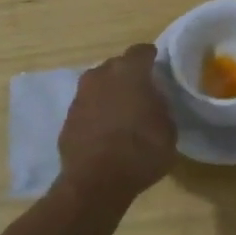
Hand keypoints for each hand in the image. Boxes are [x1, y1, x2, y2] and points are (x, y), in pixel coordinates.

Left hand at [58, 45, 176, 199]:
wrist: (95, 182)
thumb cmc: (141, 151)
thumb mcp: (168, 129)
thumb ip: (161, 107)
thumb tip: (153, 102)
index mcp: (130, 72)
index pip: (142, 51)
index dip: (152, 58)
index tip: (159, 68)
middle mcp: (101, 76)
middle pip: (117, 65)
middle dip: (129, 75)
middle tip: (142, 92)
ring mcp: (80, 96)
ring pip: (99, 85)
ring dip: (110, 93)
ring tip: (123, 112)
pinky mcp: (67, 118)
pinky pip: (87, 107)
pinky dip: (97, 113)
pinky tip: (106, 131)